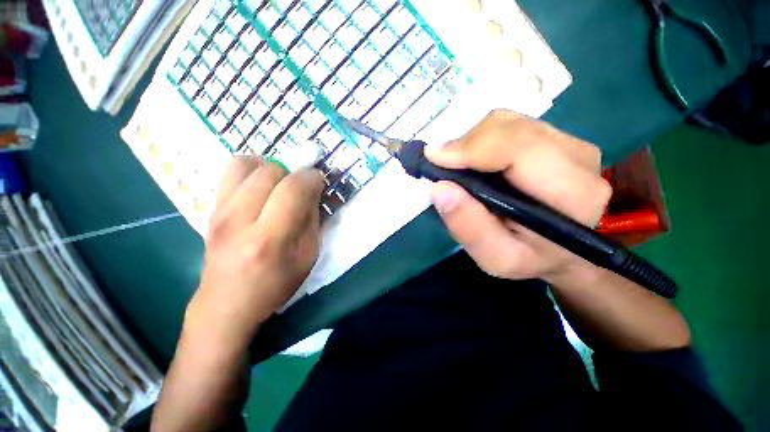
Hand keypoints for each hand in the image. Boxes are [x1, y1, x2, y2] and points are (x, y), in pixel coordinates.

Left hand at [185, 156, 324, 344]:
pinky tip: (262, 187)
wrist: (226, 304)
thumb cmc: (275, 285)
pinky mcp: (210, 209)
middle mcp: (238, 220)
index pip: (293, 189)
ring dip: (270, 168)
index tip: (320, 181)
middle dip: (293, 173)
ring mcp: (218, 212)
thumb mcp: (307, 257)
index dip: (311, 178)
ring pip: (245, 164)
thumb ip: (312, 220)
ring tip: (280, 183)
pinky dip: (252, 170)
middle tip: (301, 187)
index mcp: (269, 239)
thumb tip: (314, 191)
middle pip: (269, 171)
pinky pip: (230, 172)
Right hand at [425, 109, 611, 281]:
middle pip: (510, 128)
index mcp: (571, 193)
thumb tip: (439, 188)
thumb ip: (468, 226)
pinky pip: (509, 126)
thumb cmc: (529, 258)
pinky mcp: (556, 138)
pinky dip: (482, 141)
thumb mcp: (495, 257)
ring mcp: (569, 142)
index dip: (472, 147)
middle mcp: (578, 157)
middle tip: (442, 168)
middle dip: (467, 145)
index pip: (519, 148)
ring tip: (460, 170)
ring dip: (473, 143)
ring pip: (507, 122)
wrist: (561, 251)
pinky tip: (477, 164)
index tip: (434, 158)